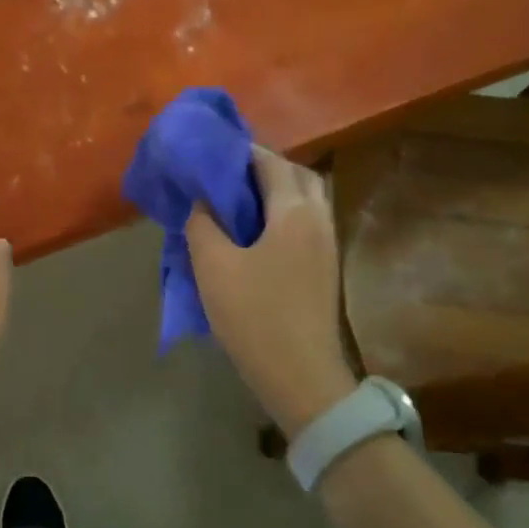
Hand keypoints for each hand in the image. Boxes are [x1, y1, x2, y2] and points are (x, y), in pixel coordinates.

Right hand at [185, 146, 355, 436]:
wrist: (300, 376)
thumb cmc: (254, 315)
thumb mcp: (213, 266)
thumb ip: (203, 224)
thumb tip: (202, 201)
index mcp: (294, 211)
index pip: (271, 162)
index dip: (242, 152)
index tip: (212, 152)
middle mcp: (318, 219)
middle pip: (297, 175)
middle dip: (264, 167)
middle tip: (227, 176)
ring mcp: (326, 245)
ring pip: (305, 200)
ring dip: (275, 192)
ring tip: (238, 202)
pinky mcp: (324, 268)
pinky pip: (305, 223)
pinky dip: (282, 215)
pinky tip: (254, 232)